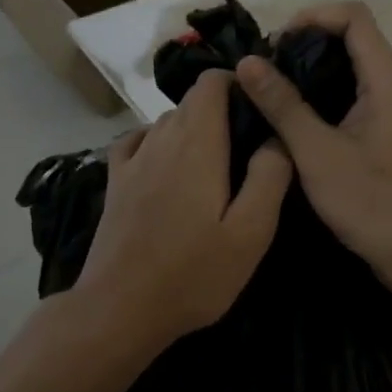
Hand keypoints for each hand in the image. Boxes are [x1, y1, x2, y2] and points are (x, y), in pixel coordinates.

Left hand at [71, 70, 292, 352]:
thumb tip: (277, 137)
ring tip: (216, 162)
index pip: (210, 83)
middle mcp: (161, 140)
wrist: (120, 308)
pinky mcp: (115, 184)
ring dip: (193, 128)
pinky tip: (167, 163)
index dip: (237, 84)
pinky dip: (157, 141)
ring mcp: (132, 161)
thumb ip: (269, 177)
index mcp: (197, 144)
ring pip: (166, 121)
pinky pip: (137, 141)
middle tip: (248, 146)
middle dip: (221, 109)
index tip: (260, 109)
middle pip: (191, 101)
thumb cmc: (194, 273)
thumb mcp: (251, 232)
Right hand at [235, 1, 391, 288]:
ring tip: (271, 93)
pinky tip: (295, 120)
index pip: (353, 16)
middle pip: (352, 37)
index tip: (274, 45)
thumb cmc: (373, 203)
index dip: (311, 17)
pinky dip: (324, 96)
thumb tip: (247, 62)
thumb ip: (282, 105)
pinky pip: (354, 95)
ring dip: (312, 72)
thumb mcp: (317, 153)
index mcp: (387, 78)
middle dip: (305, 44)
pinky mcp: (388, 132)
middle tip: (264, 71)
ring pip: (351, 68)